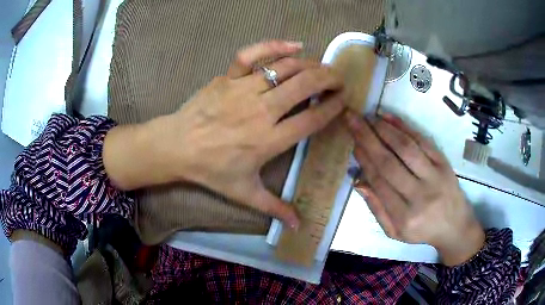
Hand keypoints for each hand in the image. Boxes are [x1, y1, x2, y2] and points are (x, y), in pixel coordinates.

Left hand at [104, 41, 344, 228]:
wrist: (176, 147)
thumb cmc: (211, 170)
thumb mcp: (244, 194)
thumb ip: (274, 208)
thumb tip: (299, 226)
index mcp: (269, 140)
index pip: (312, 119)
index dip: (333, 108)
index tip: (344, 101)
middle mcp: (261, 111)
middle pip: (305, 86)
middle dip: (329, 79)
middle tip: (340, 80)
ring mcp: (243, 89)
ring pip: (285, 68)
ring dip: (310, 65)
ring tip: (322, 67)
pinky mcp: (228, 77)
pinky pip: (252, 55)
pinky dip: (274, 46)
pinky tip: (294, 45)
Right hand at [345, 111, 484, 265]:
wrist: (455, 226)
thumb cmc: (422, 231)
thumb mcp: (395, 232)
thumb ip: (377, 209)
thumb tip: (359, 182)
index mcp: (405, 217)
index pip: (380, 182)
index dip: (365, 160)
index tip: (353, 144)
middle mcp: (420, 195)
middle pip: (390, 162)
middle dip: (368, 138)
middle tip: (353, 120)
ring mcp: (434, 177)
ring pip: (406, 148)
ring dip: (385, 130)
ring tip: (369, 117)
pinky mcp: (444, 164)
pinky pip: (423, 142)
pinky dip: (405, 127)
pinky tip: (389, 118)